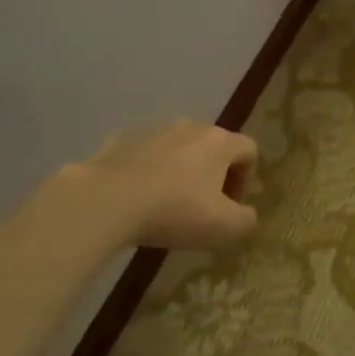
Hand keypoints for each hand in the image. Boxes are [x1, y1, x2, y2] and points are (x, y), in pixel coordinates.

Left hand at [50, 121, 259, 252]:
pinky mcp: (120, 140)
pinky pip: (144, 155)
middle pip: (213, 146)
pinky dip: (148, 172)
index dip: (247, 178)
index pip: (249, 150)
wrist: (105, 201)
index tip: (233, 205)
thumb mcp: (223, 228)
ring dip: (180, 171)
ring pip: (177, 149)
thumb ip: (246, 221)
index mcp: (219, 142)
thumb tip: (247, 215)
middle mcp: (190, 127)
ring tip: (167, 204)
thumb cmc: (174, 211)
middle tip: (203, 207)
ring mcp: (153, 131)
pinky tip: (136, 198)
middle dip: (214, 174)